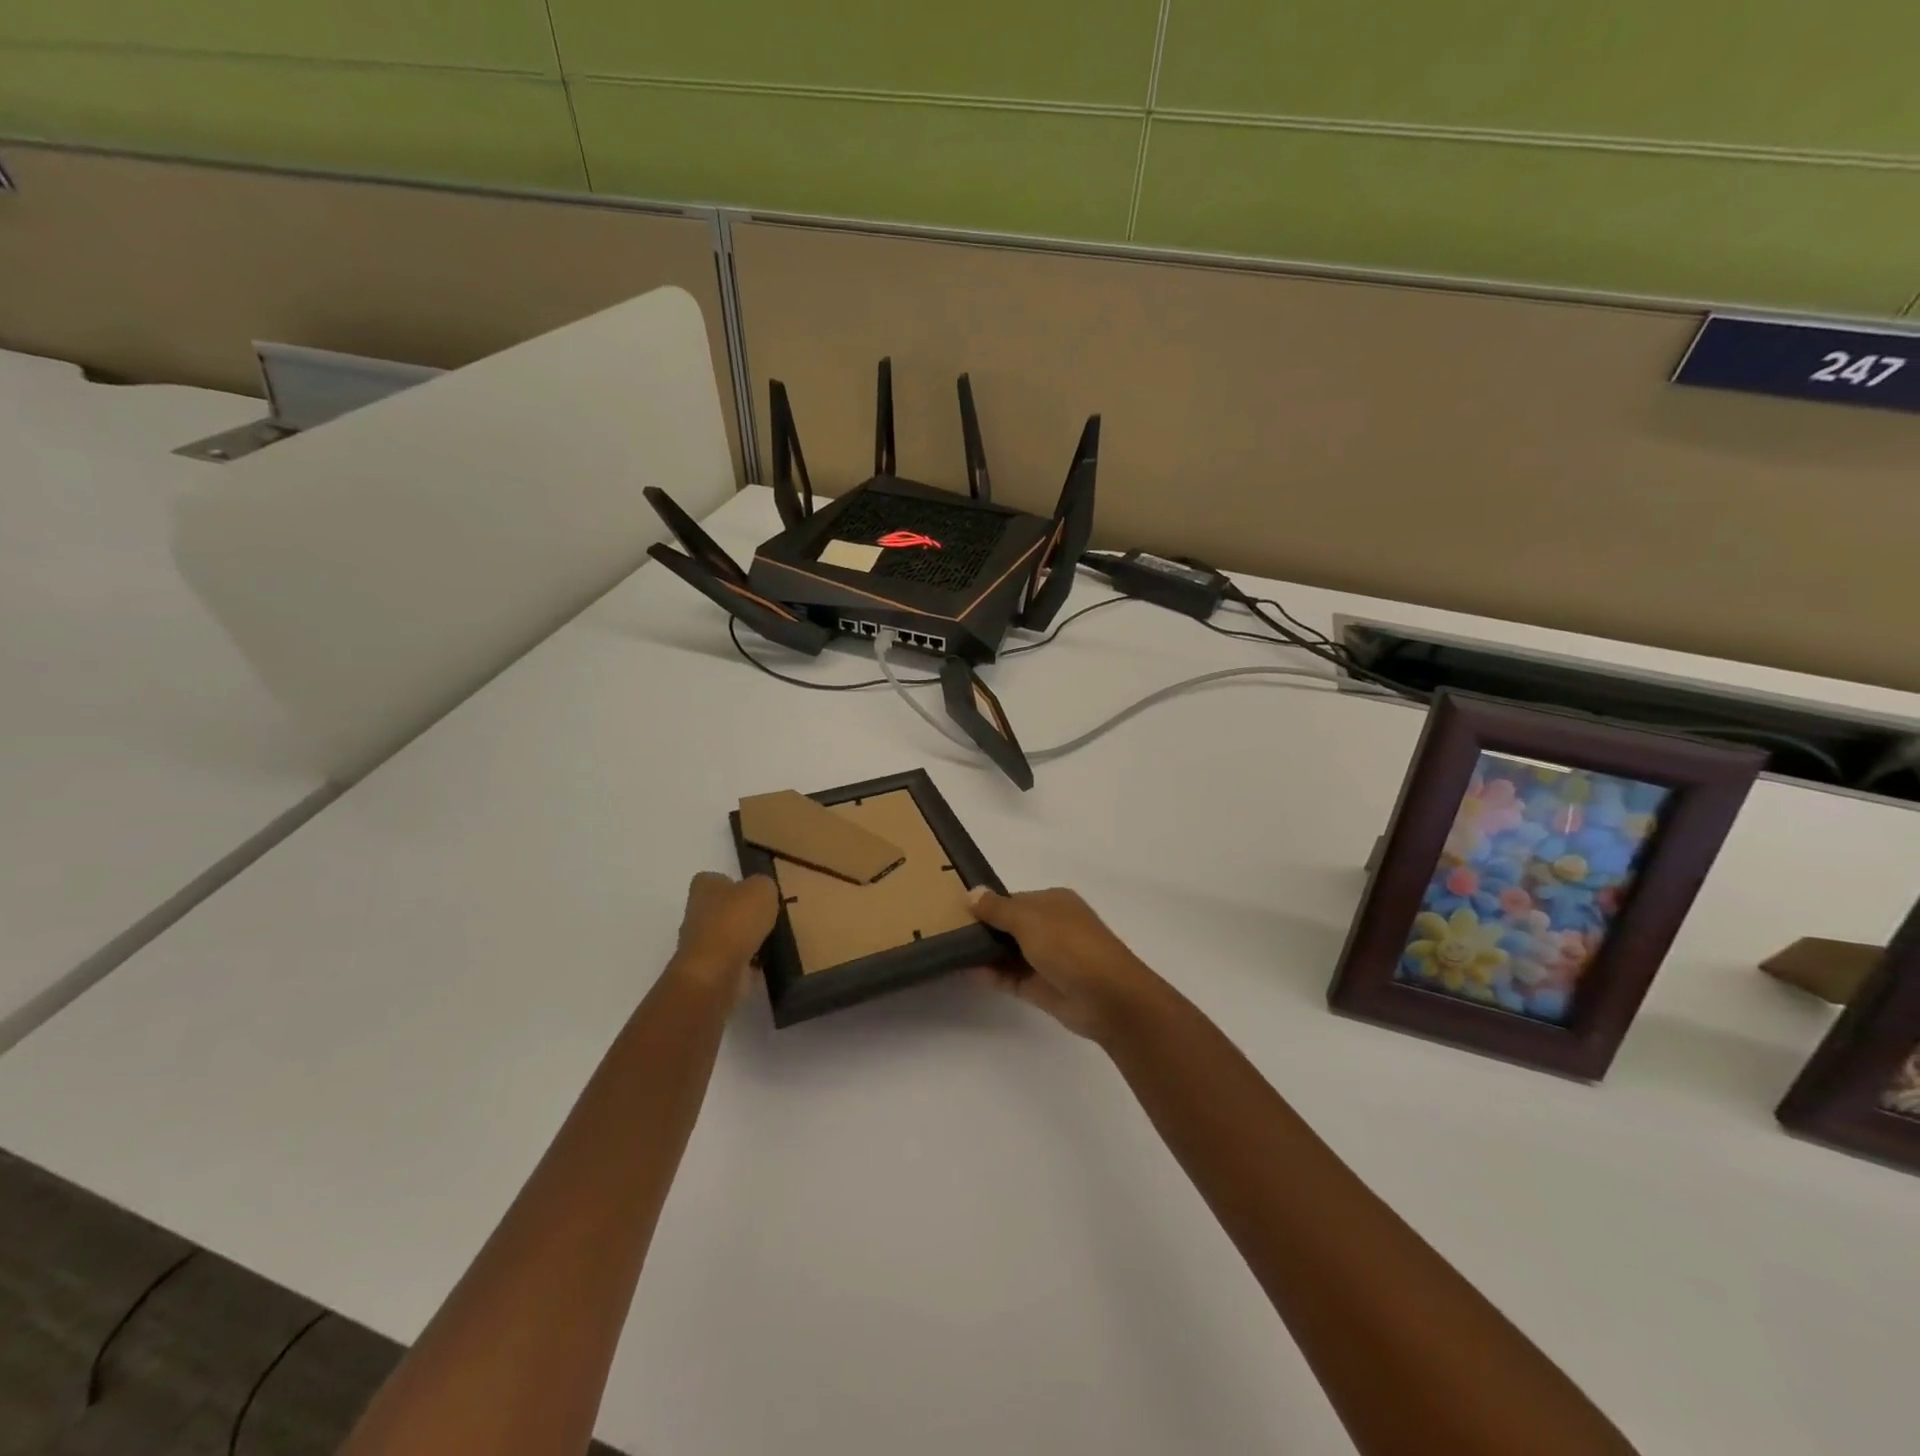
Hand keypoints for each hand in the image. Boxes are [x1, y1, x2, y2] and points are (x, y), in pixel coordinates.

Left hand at [672, 872, 778, 1002]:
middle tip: (765, 917)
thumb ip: (763, 885)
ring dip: (743, 939)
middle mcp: (695, 912)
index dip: (734, 884)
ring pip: (726, 935)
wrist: (715, 972)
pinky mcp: (706, 969)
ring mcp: (699, 943)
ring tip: (769, 941)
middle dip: (740, 914)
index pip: (715, 879)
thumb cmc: (735, 921)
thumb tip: (761, 893)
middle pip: (720, 908)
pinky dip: (745, 961)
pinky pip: (730, 960)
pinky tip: (762, 962)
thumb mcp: (762, 889)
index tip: (753, 893)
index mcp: (704, 888)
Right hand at [968, 887, 1165, 1042]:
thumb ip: (998, 909)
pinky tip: (964, 971)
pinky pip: (1010, 977)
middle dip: (984, 929)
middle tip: (946, 930)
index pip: (1015, 900)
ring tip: (949, 950)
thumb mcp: (1030, 919)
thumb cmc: (1070, 945)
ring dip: (984, 953)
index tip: (957, 910)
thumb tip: (972, 892)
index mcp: (1055, 903)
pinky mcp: (1042, 988)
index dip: (989, 905)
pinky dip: (991, 974)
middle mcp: (1052, 928)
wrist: (1107, 997)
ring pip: (1009, 953)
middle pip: (1011, 926)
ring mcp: (1048, 959)